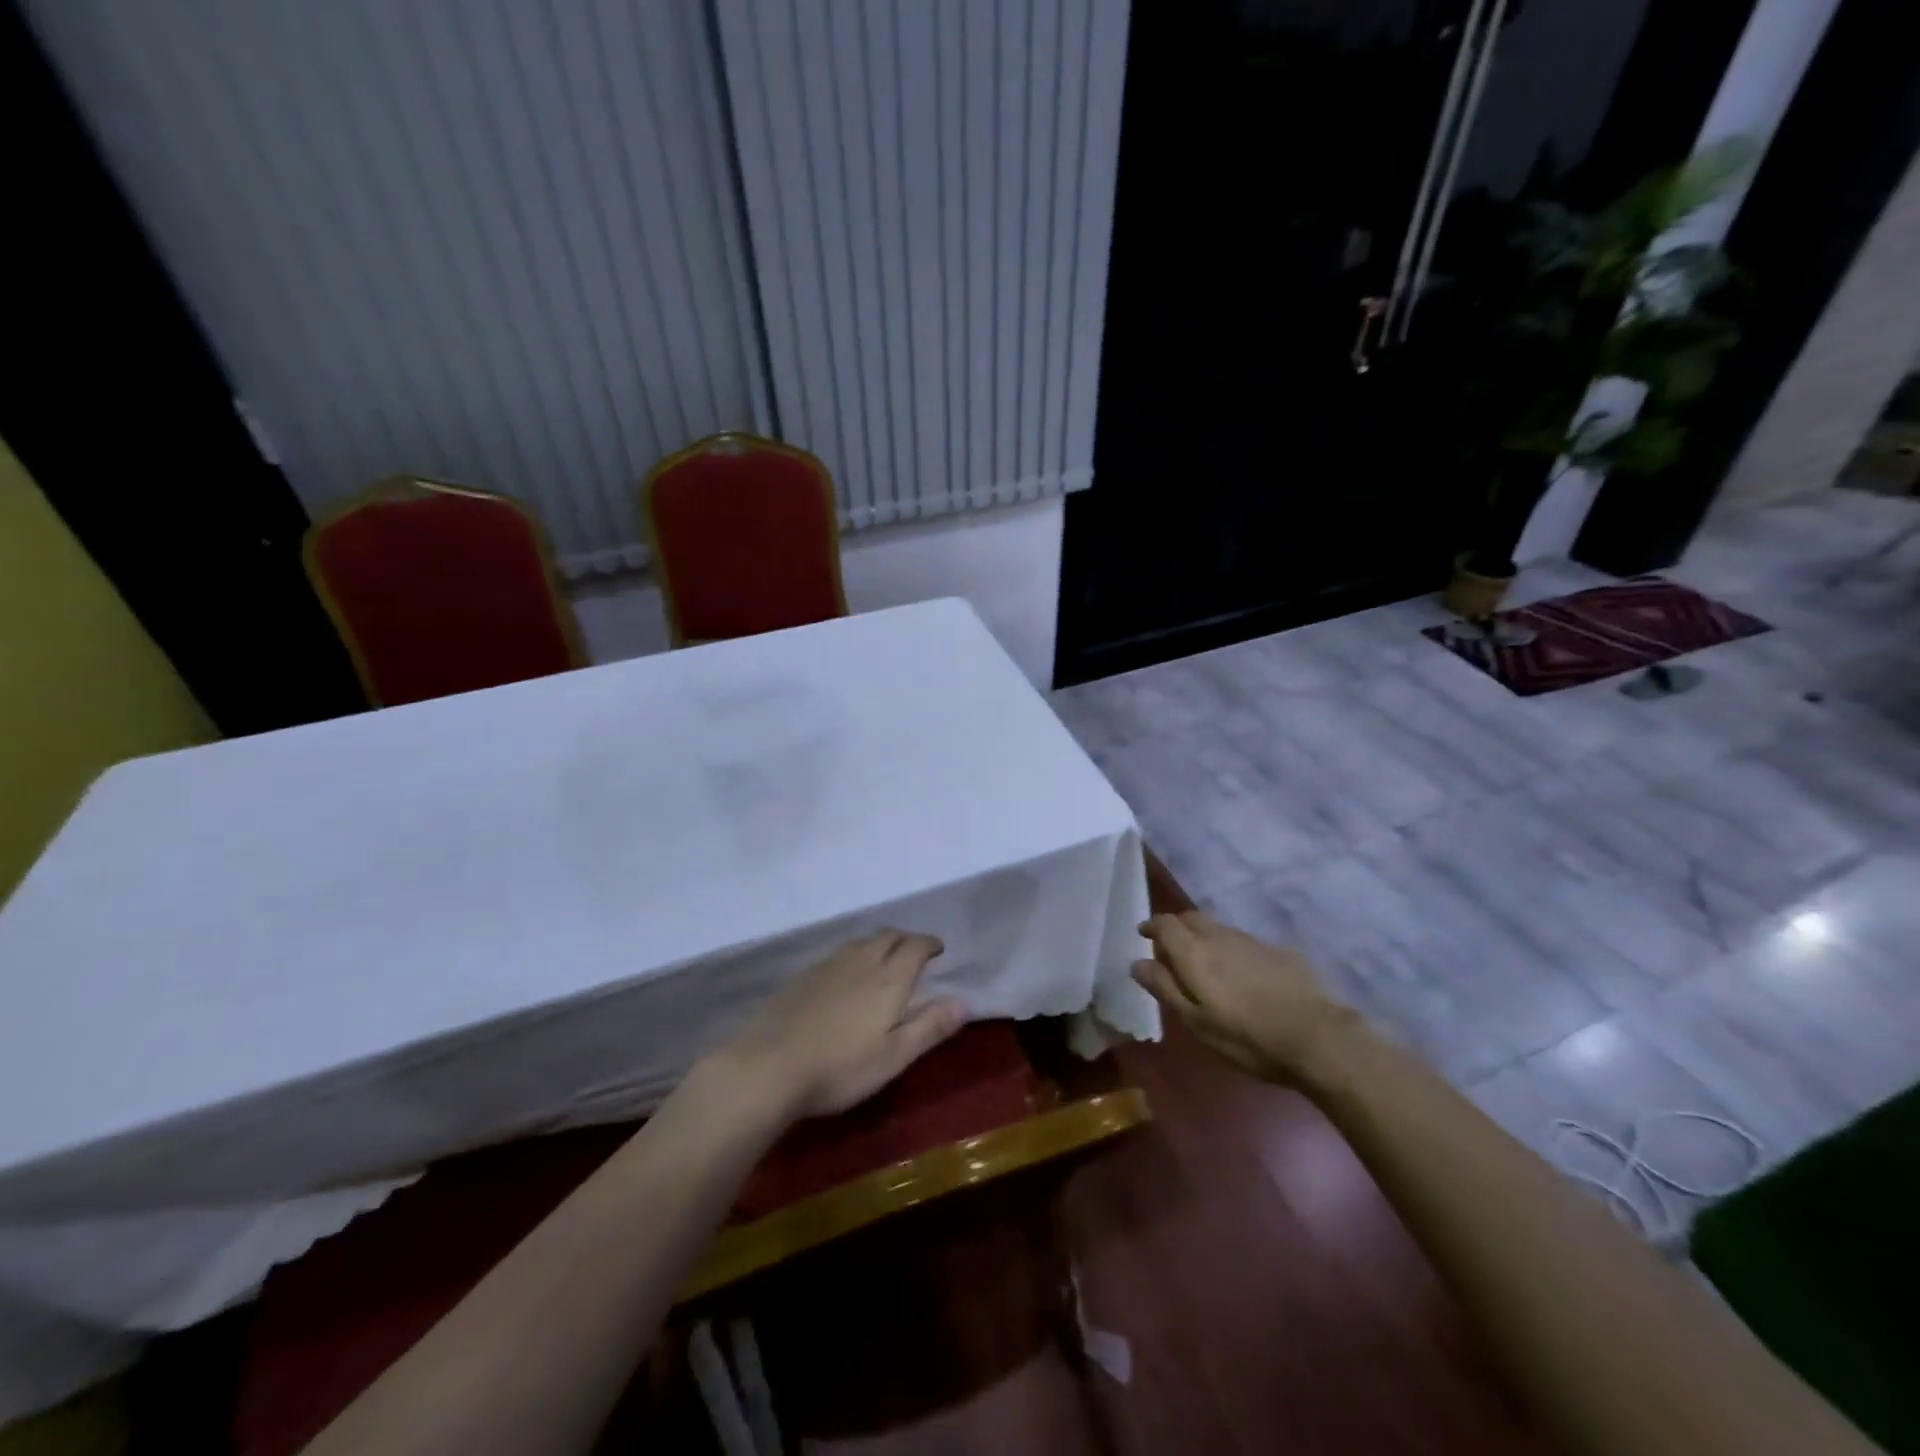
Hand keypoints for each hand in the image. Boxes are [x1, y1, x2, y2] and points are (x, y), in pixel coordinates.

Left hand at [717, 930, 966, 1121]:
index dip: (929, 943)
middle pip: (887, 936)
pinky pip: (838, 954)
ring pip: (860, 942)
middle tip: (914, 950)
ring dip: (878, 943)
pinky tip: (845, 974)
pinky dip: (853, 954)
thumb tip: (963, 1002)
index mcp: (889, 979)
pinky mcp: (802, 977)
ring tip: (884, 958)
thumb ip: (929, 1027)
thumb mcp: (894, 1057)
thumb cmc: (840, 1068)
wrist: (769, 1067)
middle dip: (905, 938)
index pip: (914, 947)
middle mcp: (860, 962)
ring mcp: (827, 967)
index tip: (938, 948)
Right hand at [1132, 911, 1358, 1084]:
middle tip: (1170, 947)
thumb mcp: (1196, 1022)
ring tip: (1206, 963)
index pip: (1165, 923)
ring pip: (1218, 929)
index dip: (1152, 926)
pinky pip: (1244, 942)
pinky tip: (1242, 976)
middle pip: (1191, 918)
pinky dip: (1232, 950)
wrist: (1317, 1038)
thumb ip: (1165, 988)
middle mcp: (1220, 936)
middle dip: (1176, 926)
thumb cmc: (1246, 1037)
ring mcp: (1252, 941)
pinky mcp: (1279, 951)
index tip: (1143, 935)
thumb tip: (1137, 963)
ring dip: (1204, 938)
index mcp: (1194, 953)